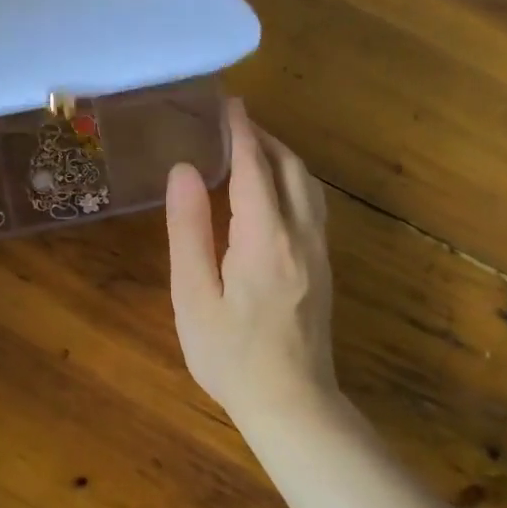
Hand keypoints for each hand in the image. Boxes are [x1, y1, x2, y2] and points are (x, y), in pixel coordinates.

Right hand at [165, 99, 337, 421]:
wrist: (292, 404)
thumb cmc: (230, 354)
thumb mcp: (194, 295)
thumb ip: (189, 230)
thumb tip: (182, 171)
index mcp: (265, 237)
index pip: (254, 167)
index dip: (240, 131)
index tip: (227, 103)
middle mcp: (301, 235)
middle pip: (290, 168)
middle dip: (264, 138)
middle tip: (233, 123)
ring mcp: (319, 252)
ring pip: (308, 186)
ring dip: (282, 158)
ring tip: (252, 149)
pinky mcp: (324, 268)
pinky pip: (313, 206)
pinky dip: (292, 181)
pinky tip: (273, 192)